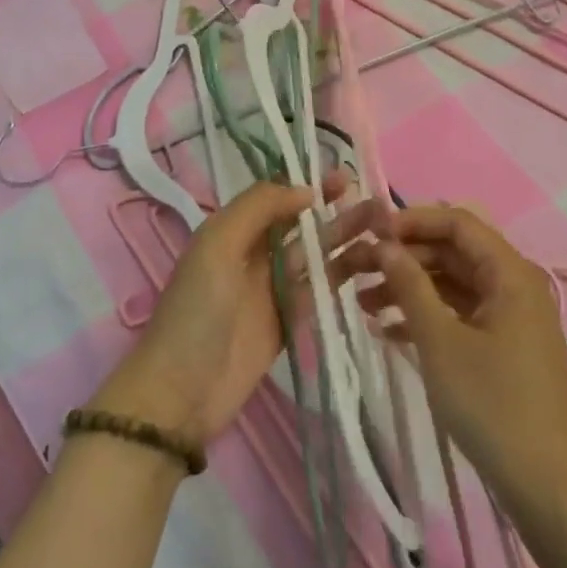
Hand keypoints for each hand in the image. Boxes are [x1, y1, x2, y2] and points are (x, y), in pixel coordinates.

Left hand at [93, 174, 379, 446]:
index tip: (343, 174)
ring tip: (384, 226)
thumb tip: (305, 191)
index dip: (307, 184)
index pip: (275, 198)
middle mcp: (253, 255)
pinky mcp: (289, 321)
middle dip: (334, 209)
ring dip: (345, 238)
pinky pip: (320, 289)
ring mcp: (273, 289)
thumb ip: (258, 209)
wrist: (182, 392)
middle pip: (300, 224)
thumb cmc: (197, 311)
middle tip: (375, 199)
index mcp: (231, 231)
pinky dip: (344, 274)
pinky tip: (373, 262)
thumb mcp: (217, 245)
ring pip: (315, 255)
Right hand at [340, 205, 566, 519]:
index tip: (369, 232)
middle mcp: (513, 285)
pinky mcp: (502, 345)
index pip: (457, 222)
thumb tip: (383, 244)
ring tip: (361, 303)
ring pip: (452, 284)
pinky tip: (387, 330)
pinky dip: (426, 315)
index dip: (412, 220)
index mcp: (509, 273)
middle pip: (452, 252)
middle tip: (354, 269)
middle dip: (403, 256)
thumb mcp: (440, 341)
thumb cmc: (492, 404)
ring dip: (409, 287)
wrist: (545, 484)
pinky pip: (459, 313)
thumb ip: (410, 285)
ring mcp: (509, 317)